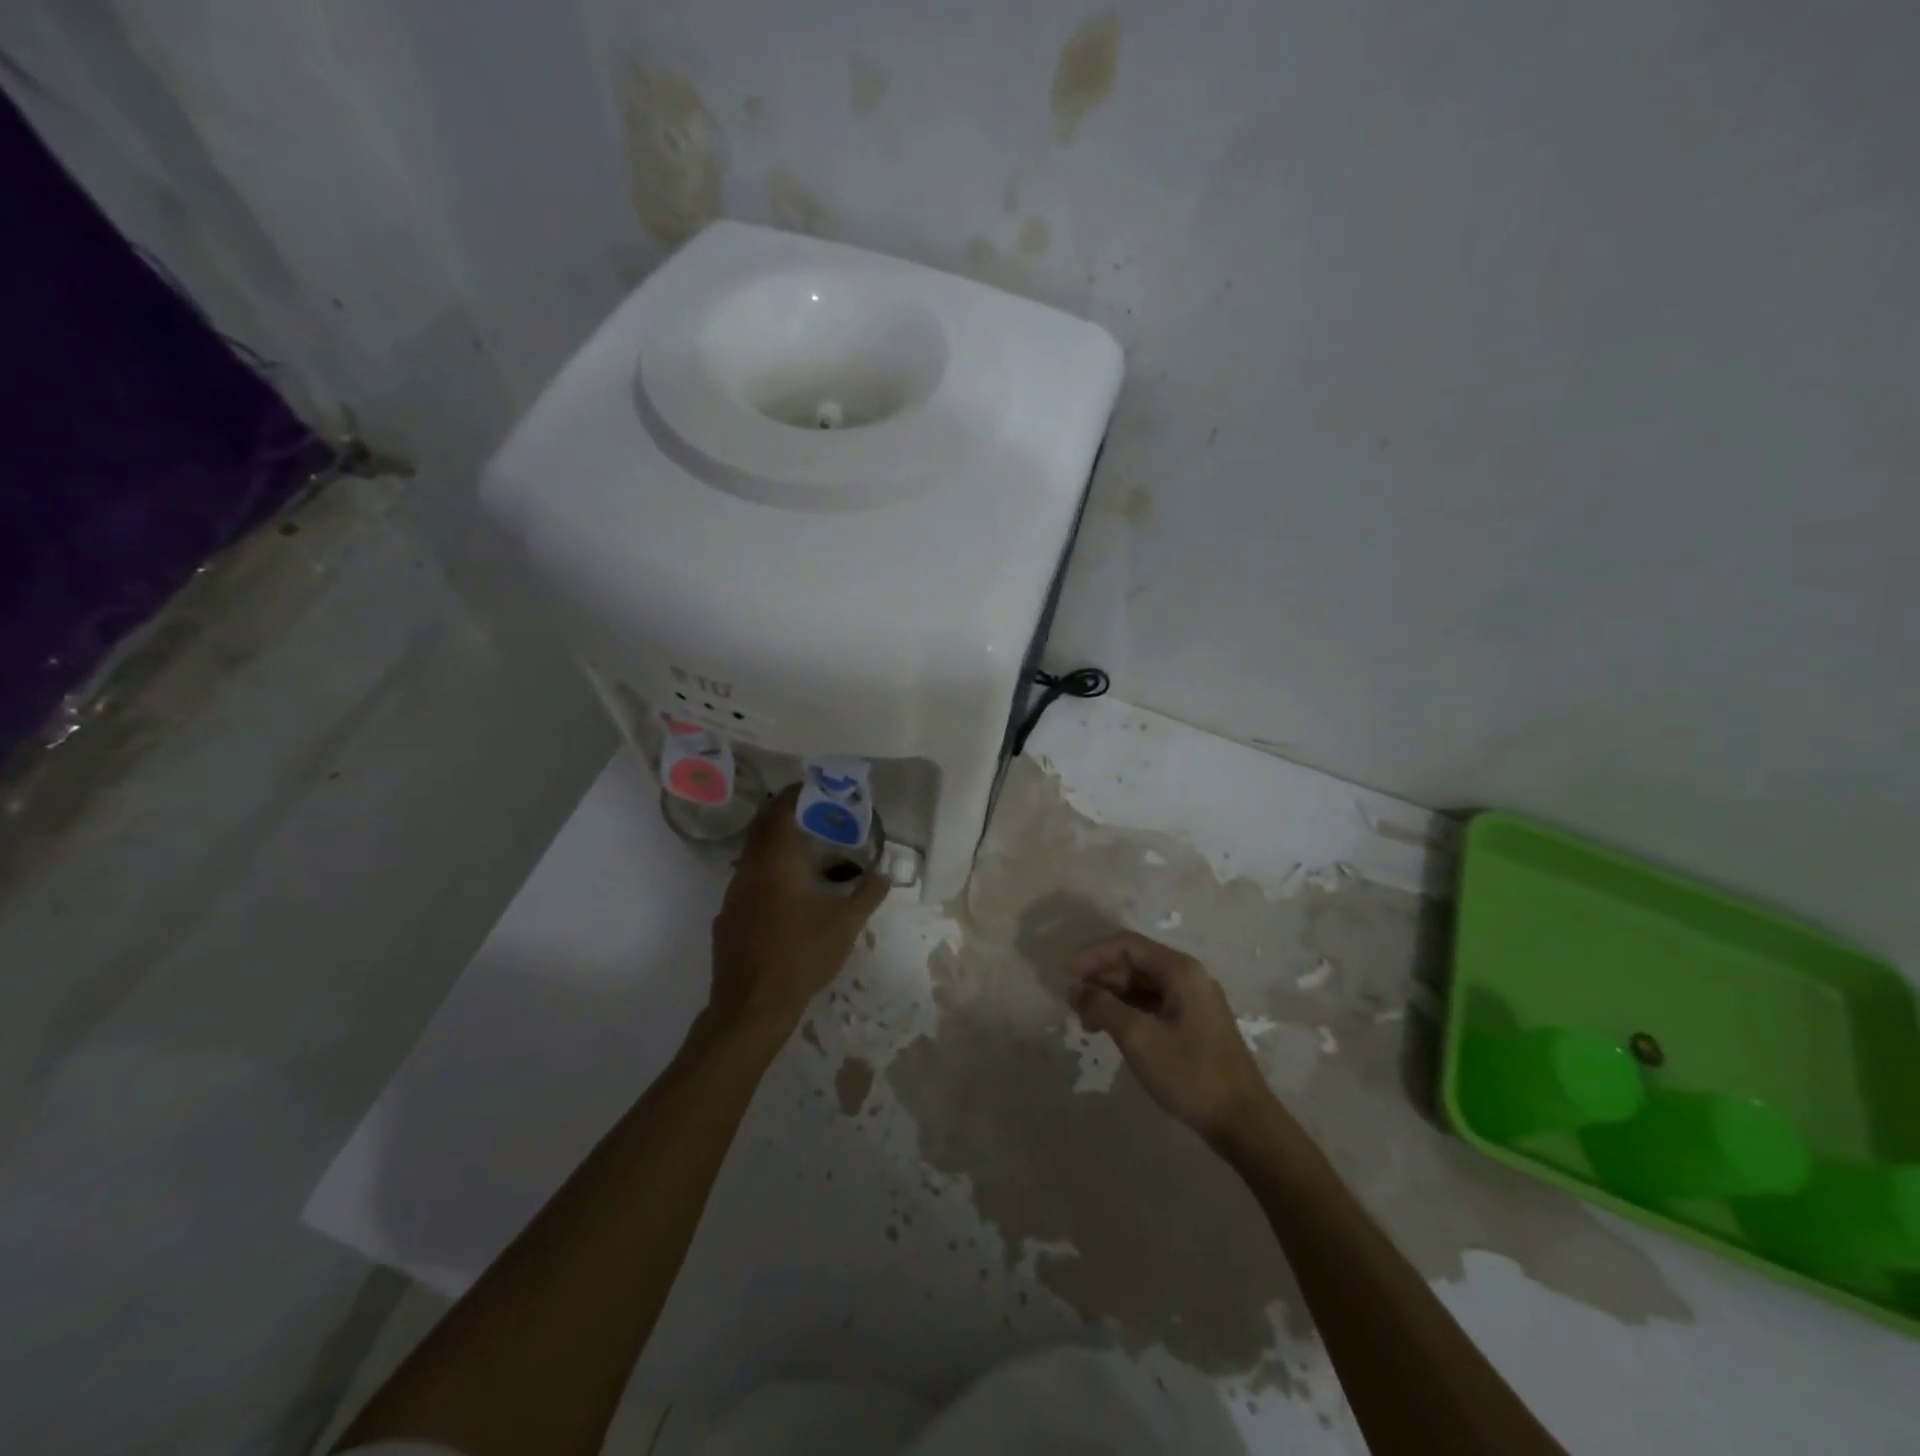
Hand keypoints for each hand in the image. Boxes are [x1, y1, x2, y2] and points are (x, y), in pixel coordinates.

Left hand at [710, 786, 889, 1036]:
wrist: (752, 1006)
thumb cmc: (802, 956)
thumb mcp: (846, 925)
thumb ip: (868, 894)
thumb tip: (886, 873)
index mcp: (777, 862)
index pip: (779, 812)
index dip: (793, 795)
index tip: (811, 787)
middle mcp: (749, 869)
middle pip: (761, 829)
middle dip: (783, 817)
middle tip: (811, 815)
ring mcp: (732, 894)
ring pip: (752, 856)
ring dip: (775, 848)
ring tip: (805, 855)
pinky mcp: (726, 917)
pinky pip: (747, 882)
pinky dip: (766, 875)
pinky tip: (786, 897)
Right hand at [1067, 931, 1276, 1141]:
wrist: (1243, 1122)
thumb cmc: (1190, 1073)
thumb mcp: (1137, 1037)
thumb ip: (1102, 1006)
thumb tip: (1075, 989)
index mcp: (1180, 970)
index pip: (1127, 945)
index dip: (1092, 955)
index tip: (1064, 974)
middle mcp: (1189, 976)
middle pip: (1135, 962)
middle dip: (1101, 977)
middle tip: (1074, 1003)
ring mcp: (1195, 1000)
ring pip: (1143, 984)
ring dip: (1112, 996)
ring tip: (1088, 1021)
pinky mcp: (1195, 1023)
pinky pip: (1154, 1003)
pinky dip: (1129, 1011)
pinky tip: (1112, 1031)